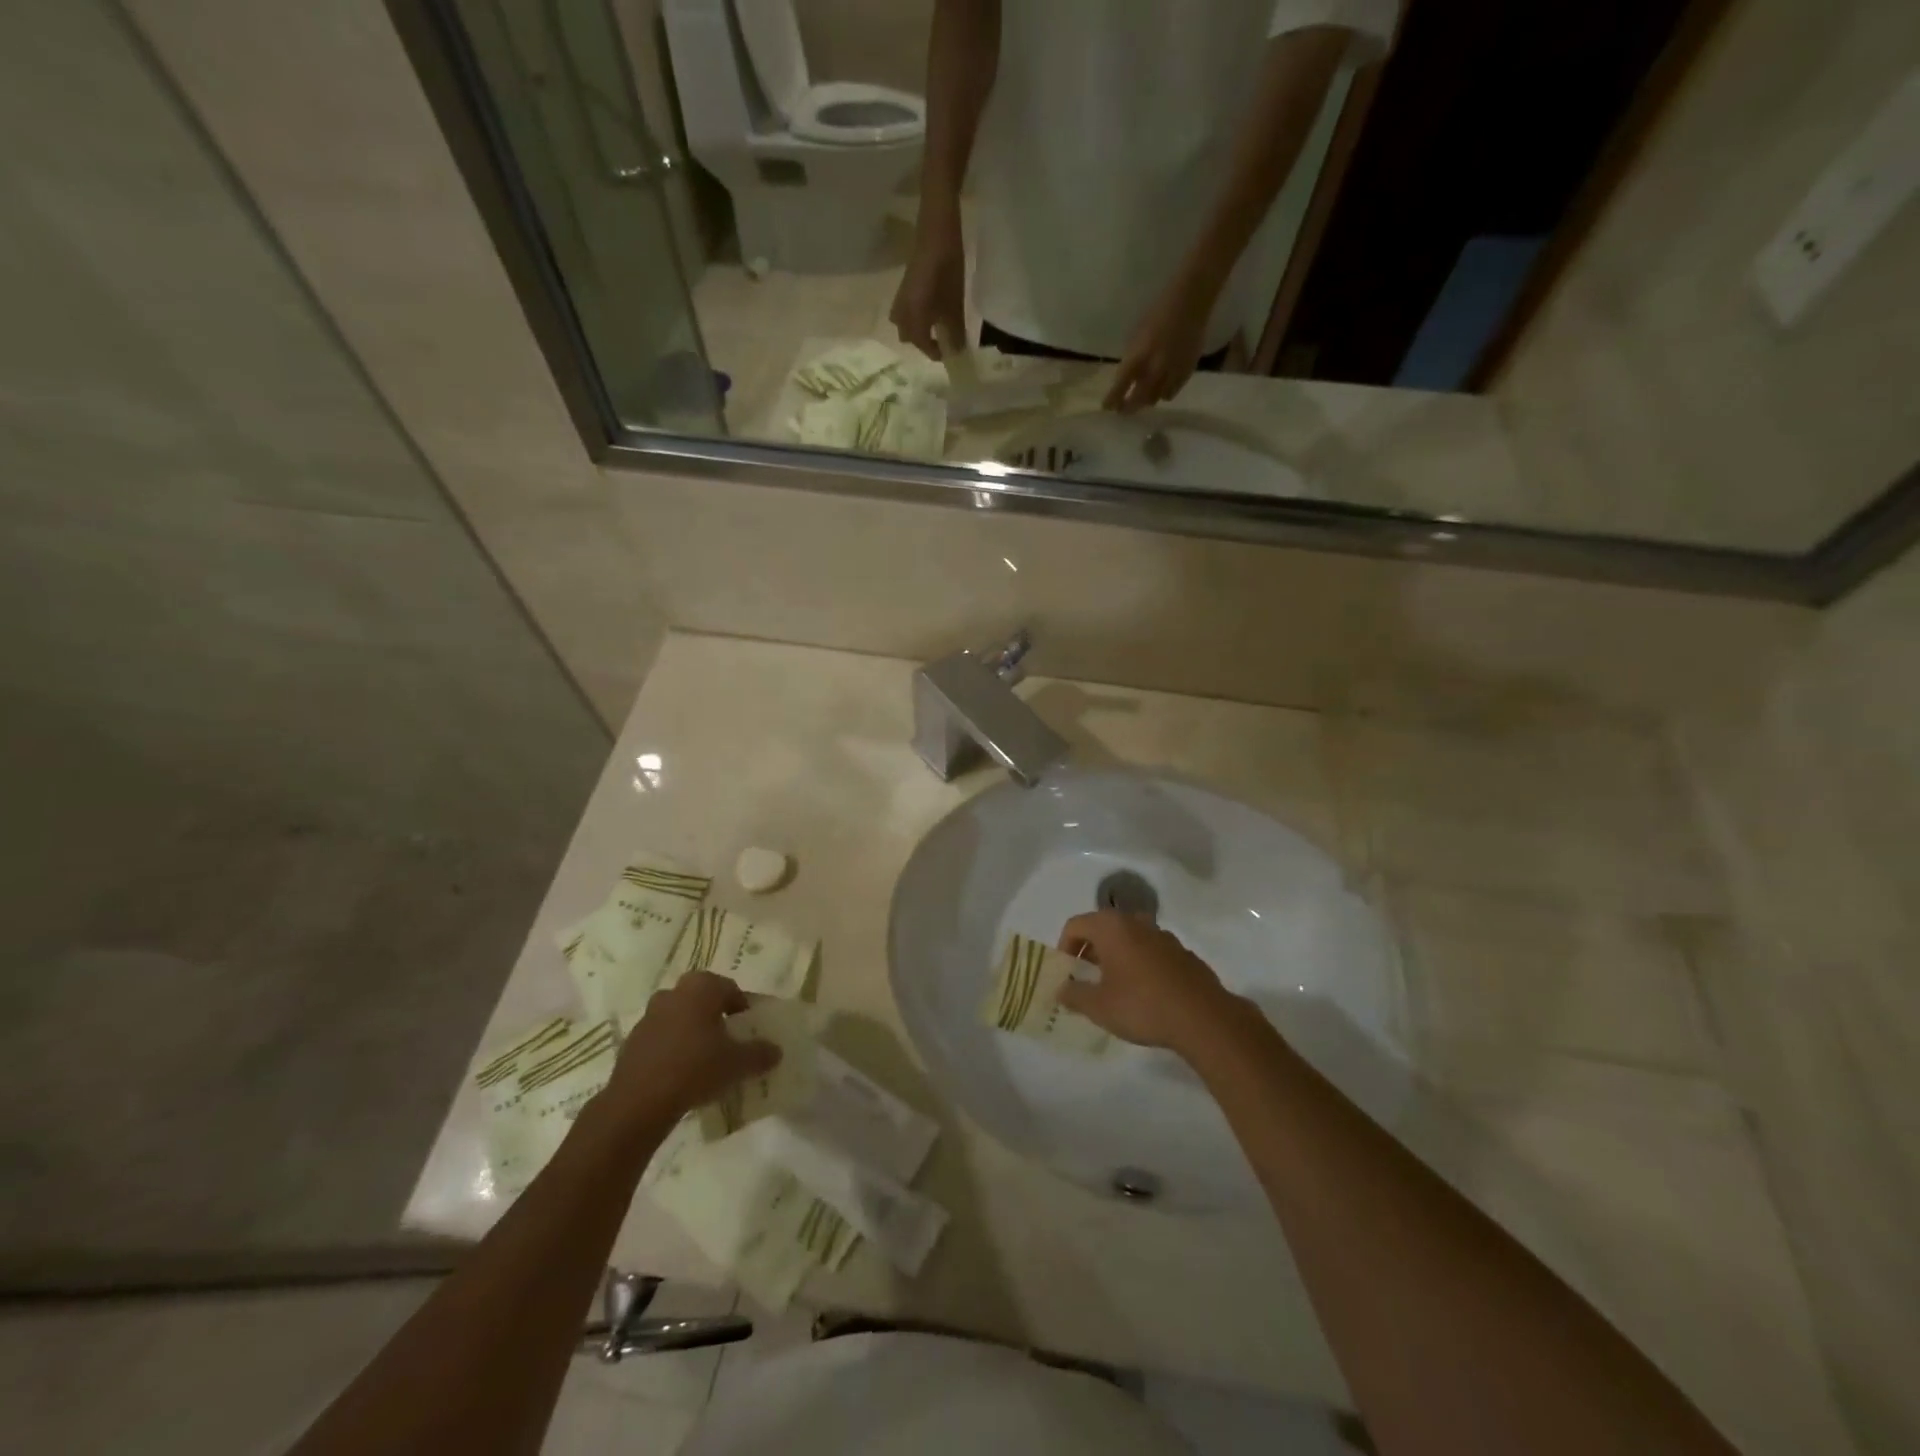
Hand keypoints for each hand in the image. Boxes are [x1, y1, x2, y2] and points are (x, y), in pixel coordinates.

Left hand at [603, 972, 779, 1126]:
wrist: (639, 1102)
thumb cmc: (696, 1068)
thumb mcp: (738, 1063)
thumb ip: (760, 1053)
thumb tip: (776, 1050)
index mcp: (701, 988)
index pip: (729, 988)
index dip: (742, 1006)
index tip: (747, 1028)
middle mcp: (674, 993)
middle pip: (701, 998)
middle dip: (714, 1013)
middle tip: (726, 1037)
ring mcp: (649, 1015)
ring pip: (679, 1015)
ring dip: (691, 1029)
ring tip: (703, 1056)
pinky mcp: (632, 1040)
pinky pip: (661, 1036)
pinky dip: (672, 1046)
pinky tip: (680, 1071)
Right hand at [889, 209, 966, 358]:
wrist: (936, 232)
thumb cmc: (947, 269)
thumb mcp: (954, 304)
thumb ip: (954, 331)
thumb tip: (957, 352)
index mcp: (913, 319)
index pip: (923, 345)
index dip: (937, 352)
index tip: (952, 353)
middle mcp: (902, 312)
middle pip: (909, 337)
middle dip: (924, 342)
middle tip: (943, 340)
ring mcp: (900, 298)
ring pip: (905, 323)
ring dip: (918, 329)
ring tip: (937, 325)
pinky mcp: (904, 287)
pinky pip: (906, 310)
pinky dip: (917, 316)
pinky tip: (932, 309)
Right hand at [1056, 911, 1244, 1058]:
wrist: (1203, 1018)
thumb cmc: (1142, 1005)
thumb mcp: (1098, 1006)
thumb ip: (1074, 995)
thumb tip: (1061, 990)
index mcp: (1111, 927)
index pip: (1075, 925)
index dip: (1064, 947)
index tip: (1067, 974)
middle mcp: (1136, 922)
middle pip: (1103, 928)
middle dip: (1090, 952)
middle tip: (1086, 980)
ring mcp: (1163, 936)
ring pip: (1129, 939)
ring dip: (1116, 957)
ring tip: (1115, 988)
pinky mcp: (1183, 953)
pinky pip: (1151, 952)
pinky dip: (1140, 965)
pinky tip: (1145, 995)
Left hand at [1103, 276, 1214, 413]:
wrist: (1191, 301)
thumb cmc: (1158, 312)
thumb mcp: (1137, 336)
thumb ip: (1132, 359)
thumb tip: (1126, 379)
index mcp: (1138, 357)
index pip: (1120, 387)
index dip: (1112, 400)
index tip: (1107, 407)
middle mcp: (1154, 370)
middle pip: (1138, 400)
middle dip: (1128, 407)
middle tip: (1122, 410)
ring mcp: (1172, 373)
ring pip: (1155, 399)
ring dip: (1146, 399)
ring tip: (1143, 396)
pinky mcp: (1186, 372)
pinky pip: (1171, 392)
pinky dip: (1164, 393)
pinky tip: (1161, 388)